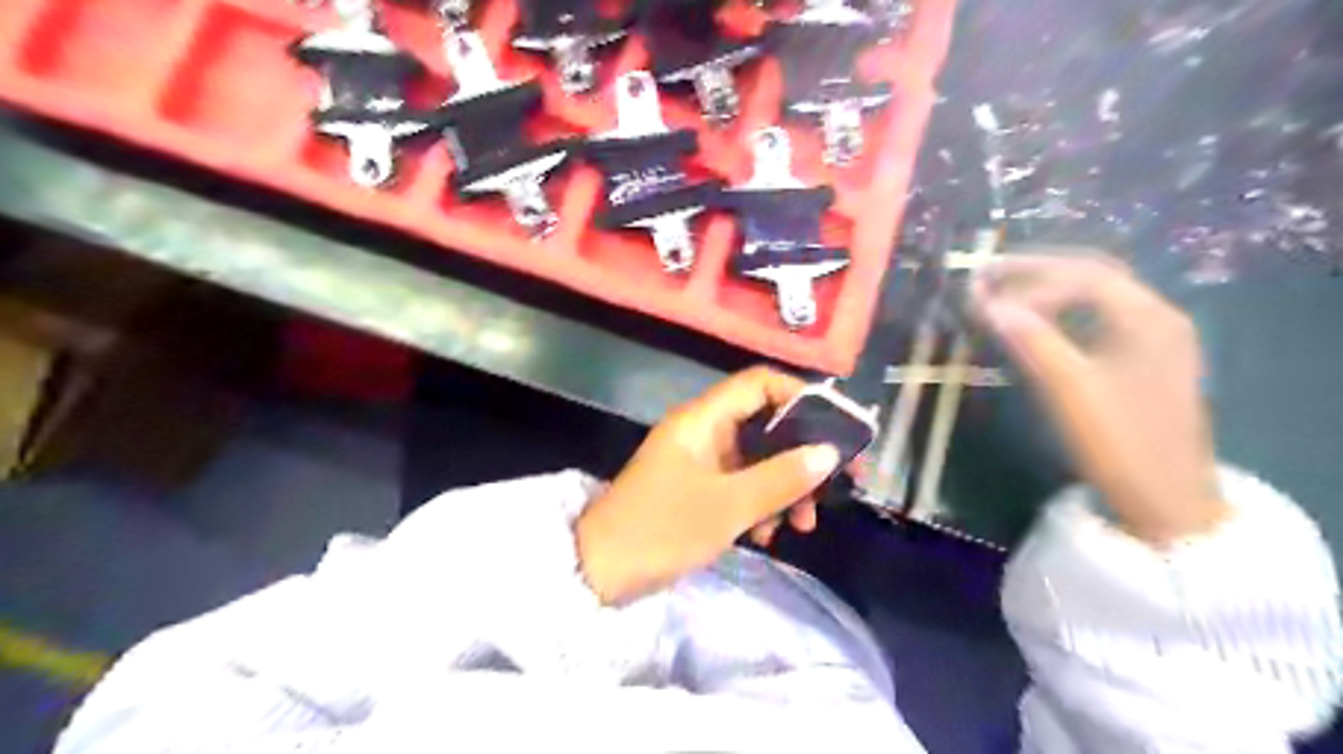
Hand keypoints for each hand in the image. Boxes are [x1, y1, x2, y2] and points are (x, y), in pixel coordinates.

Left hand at [574, 369, 835, 603]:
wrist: (600, 571)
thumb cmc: (662, 529)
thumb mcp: (728, 506)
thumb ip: (781, 477)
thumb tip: (829, 453)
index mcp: (703, 419)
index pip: (759, 383)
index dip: (801, 397)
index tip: (835, 428)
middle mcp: (703, 431)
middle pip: (765, 425)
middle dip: (801, 456)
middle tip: (832, 489)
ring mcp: (700, 460)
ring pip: (757, 459)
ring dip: (783, 488)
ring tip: (800, 526)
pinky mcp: (697, 487)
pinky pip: (740, 484)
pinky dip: (759, 504)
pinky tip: (766, 536)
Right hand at [973, 255, 1231, 543]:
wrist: (1167, 502)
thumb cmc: (1122, 444)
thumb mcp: (1072, 391)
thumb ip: (1033, 341)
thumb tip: (988, 304)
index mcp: (1149, 318)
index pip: (1084, 277)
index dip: (1029, 282)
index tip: (985, 302)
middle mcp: (1156, 317)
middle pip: (1092, 275)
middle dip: (1037, 271)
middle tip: (986, 274)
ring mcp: (1152, 339)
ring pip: (1093, 297)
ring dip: (1046, 289)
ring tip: (1001, 292)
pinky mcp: (1140, 361)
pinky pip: (1095, 321)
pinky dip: (1059, 314)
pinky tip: (1034, 324)